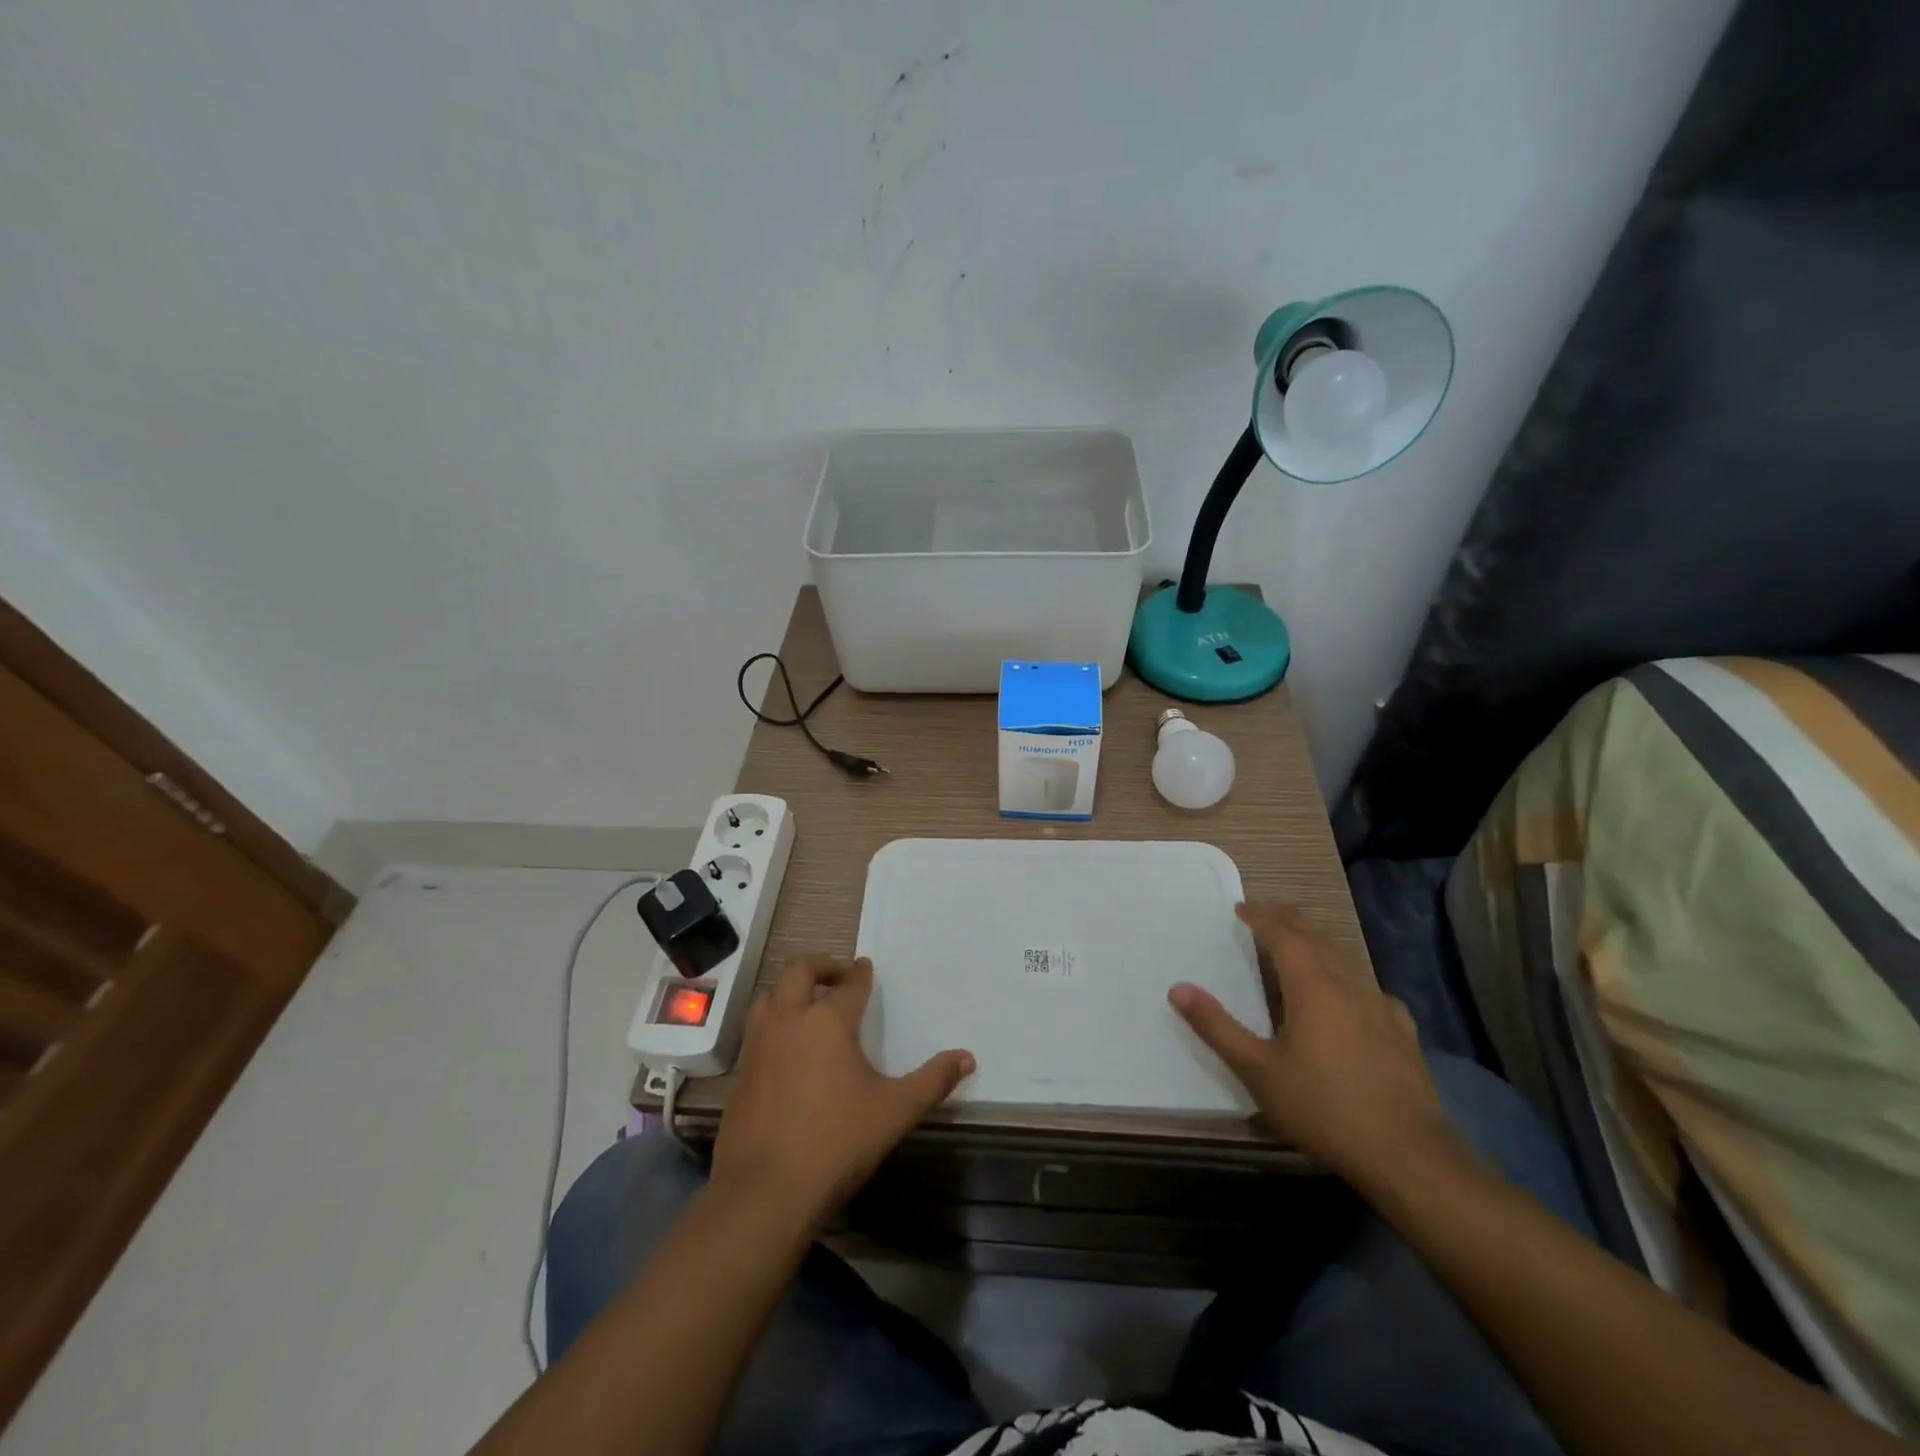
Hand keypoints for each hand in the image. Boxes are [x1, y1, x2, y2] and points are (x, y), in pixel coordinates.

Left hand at [710, 955, 973, 1225]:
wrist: (764, 1192)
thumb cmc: (837, 1143)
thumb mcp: (895, 1111)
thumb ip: (933, 1080)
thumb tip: (968, 1057)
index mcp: (828, 1020)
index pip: (850, 983)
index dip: (860, 973)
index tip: (865, 967)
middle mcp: (790, 1019)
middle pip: (800, 972)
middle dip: (821, 966)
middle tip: (837, 974)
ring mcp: (759, 1043)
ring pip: (771, 996)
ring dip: (790, 990)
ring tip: (808, 1003)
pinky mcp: (741, 1071)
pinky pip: (757, 1028)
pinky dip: (773, 1021)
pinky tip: (786, 1046)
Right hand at [1169, 903, 1457, 1187]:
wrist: (1407, 1155)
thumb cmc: (1323, 1107)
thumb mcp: (1257, 1070)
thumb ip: (1216, 1026)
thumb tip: (1178, 988)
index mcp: (1312, 986)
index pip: (1283, 933)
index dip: (1261, 916)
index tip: (1241, 908)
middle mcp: (1348, 985)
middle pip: (1316, 937)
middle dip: (1288, 921)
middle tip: (1265, 916)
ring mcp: (1381, 1007)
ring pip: (1344, 959)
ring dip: (1316, 945)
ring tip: (1298, 950)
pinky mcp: (1403, 1032)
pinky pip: (1369, 988)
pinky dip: (1347, 978)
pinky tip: (1350, 999)